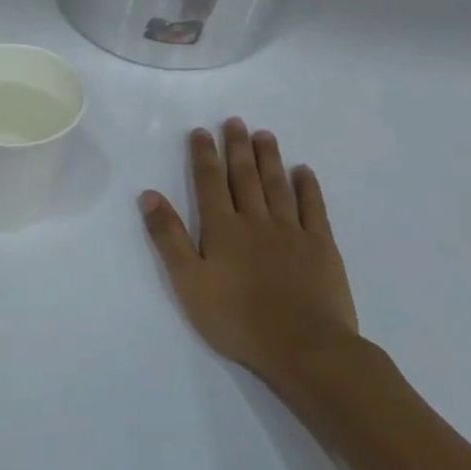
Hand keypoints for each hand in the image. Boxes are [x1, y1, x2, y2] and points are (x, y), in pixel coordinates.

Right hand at [140, 119, 366, 407]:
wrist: (303, 347)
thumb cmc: (235, 318)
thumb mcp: (187, 281)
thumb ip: (168, 237)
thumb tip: (149, 194)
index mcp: (221, 229)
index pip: (209, 183)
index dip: (204, 156)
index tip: (201, 131)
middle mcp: (256, 221)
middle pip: (244, 177)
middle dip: (237, 148)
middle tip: (235, 122)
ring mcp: (292, 232)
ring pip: (278, 186)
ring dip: (269, 159)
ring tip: (264, 135)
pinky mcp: (321, 247)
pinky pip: (314, 209)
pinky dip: (308, 187)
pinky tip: (304, 172)